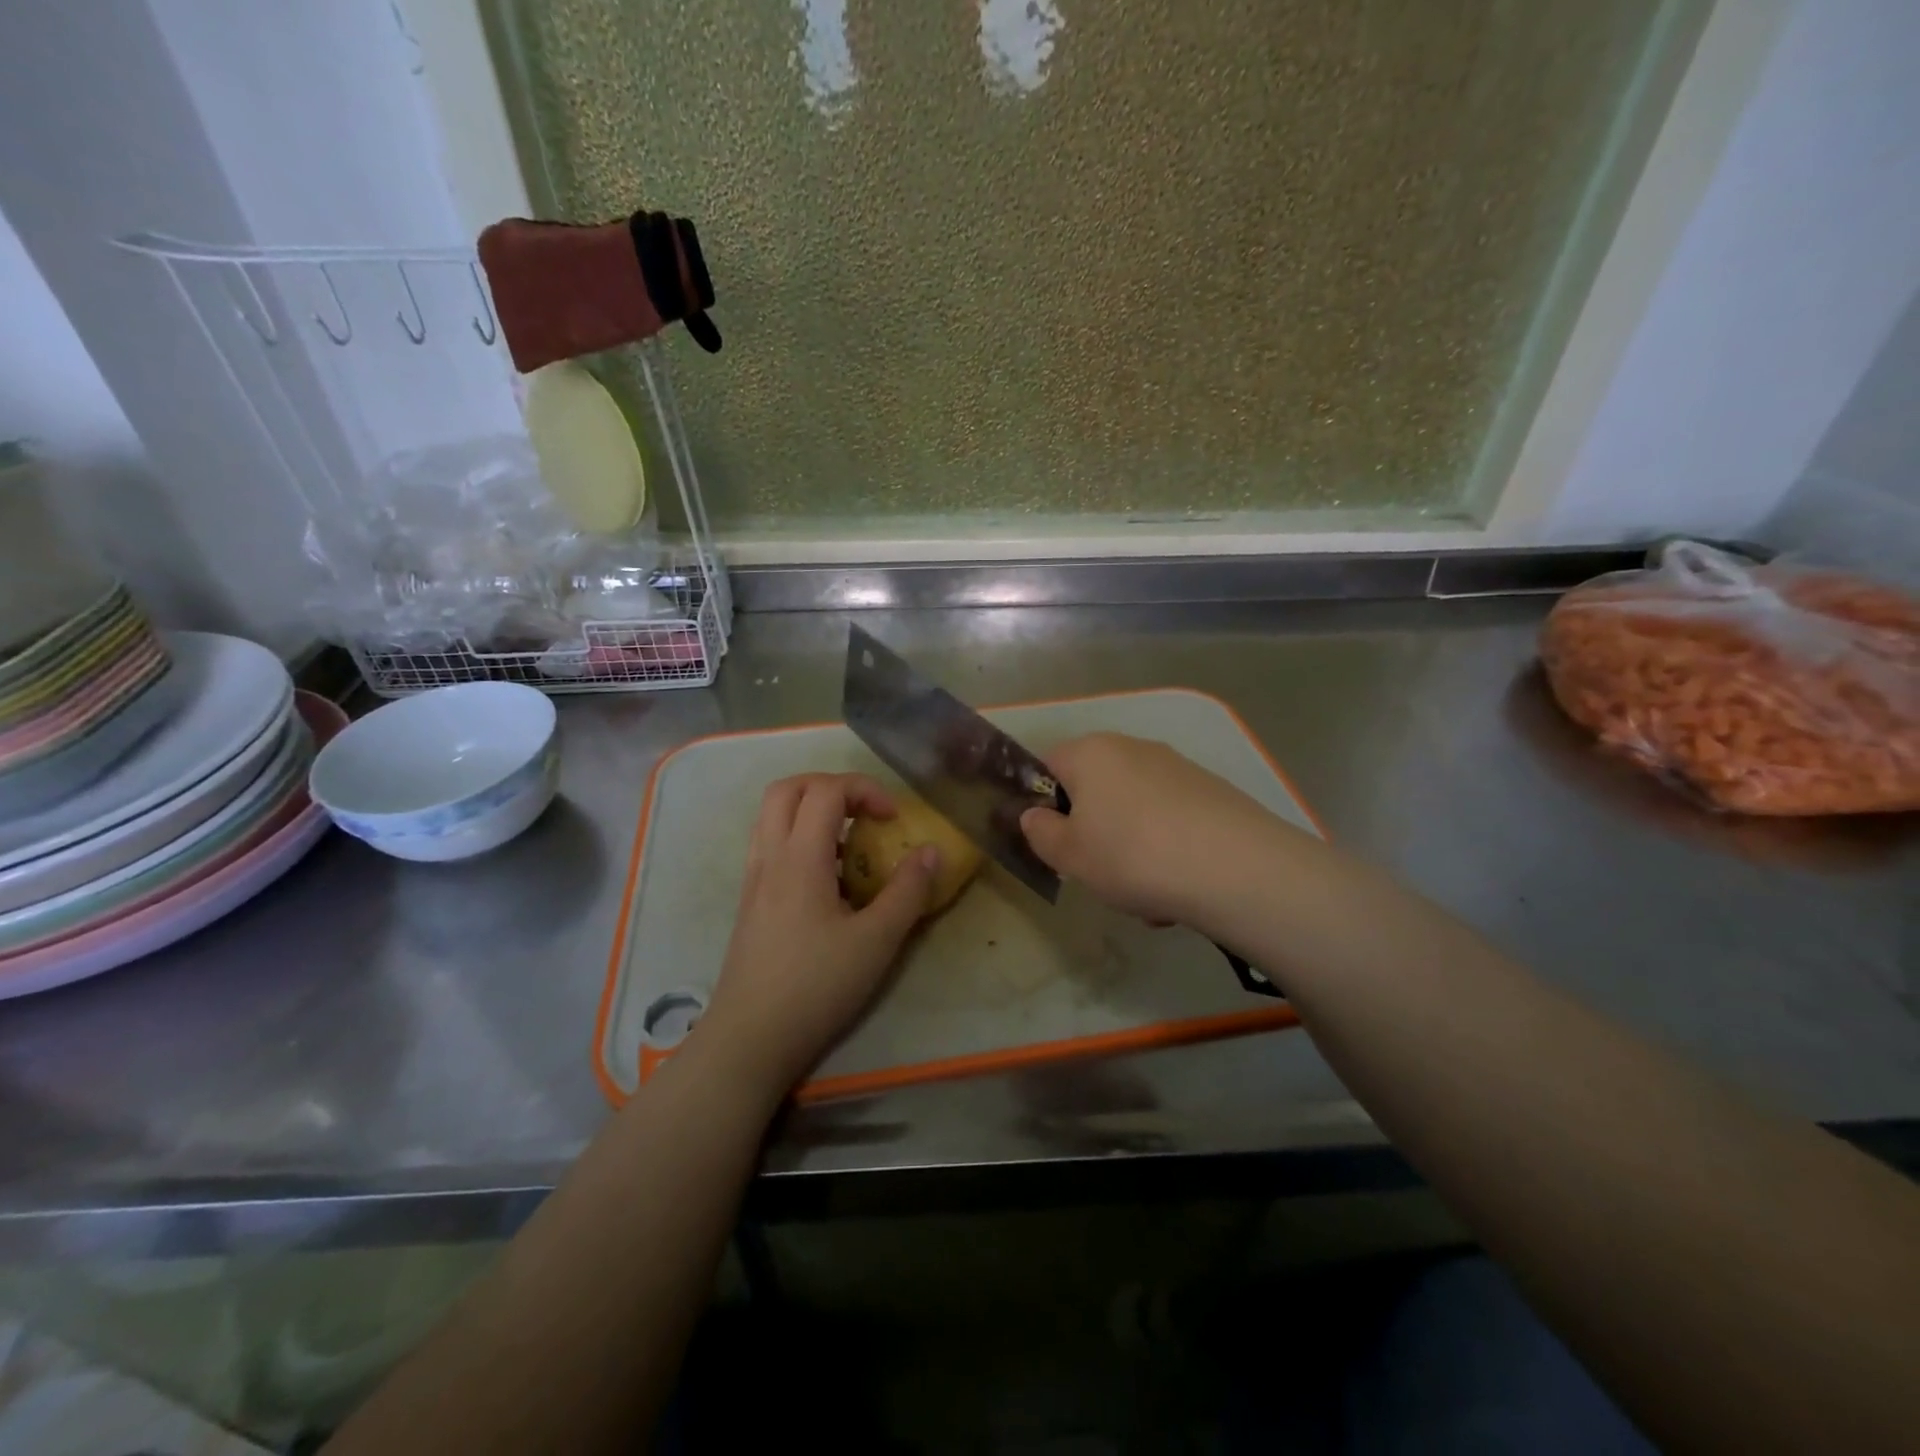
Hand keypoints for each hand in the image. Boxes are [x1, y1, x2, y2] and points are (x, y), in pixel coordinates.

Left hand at [697, 773, 937, 1096]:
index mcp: (800, 858)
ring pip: (772, 814)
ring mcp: (754, 878)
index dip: (864, 789)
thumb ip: (907, 892)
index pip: (826, 791)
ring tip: (848, 840)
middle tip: (864, 811)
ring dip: (811, 809)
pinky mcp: (749, 900)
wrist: (750, 1038)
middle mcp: (770, 857)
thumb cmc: (816, 987)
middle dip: (831, 786)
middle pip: (788, 788)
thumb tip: (931, 851)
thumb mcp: (876, 942)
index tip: (894, 818)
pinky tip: (826, 877)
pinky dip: (798, 836)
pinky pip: (769, 843)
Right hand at [1020, 733, 1295, 928]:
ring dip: (1132, 849)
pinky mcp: (1212, 790)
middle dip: (1094, 832)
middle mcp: (1132, 748)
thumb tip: (1034, 816)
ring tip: (1148, 897)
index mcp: (1090, 753)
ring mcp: (1177, 767)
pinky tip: (1181, 887)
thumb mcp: (1069, 855)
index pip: (1048, 765)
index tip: (1054, 843)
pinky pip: (1172, 821)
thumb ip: (1040, 832)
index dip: (1043, 804)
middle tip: (1100, 873)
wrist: (1236, 868)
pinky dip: (1168, 849)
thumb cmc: (1132, 855)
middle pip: (1096, 790)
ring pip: (1135, 811)